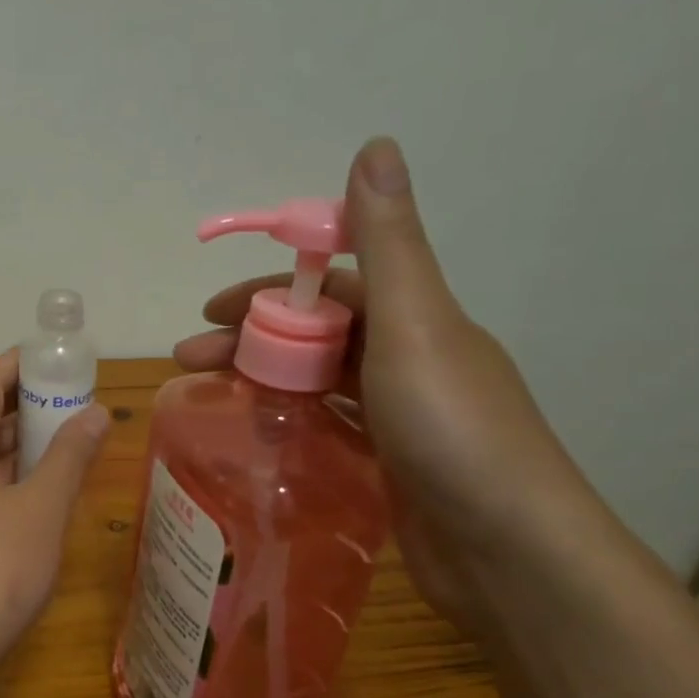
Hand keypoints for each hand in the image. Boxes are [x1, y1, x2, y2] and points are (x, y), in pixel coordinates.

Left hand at [0, 349, 111, 656]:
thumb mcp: (42, 508)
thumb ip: (69, 456)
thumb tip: (96, 410)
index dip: (13, 365)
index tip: (49, 355)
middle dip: (10, 396)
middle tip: (54, 392)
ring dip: (7, 434)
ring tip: (54, 430)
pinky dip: (4, 467)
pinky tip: (35, 481)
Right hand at [175, 138, 598, 631]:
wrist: (508, 552)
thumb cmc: (452, 430)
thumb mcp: (414, 324)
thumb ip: (388, 242)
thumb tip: (374, 144)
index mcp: (417, 319)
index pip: (330, 285)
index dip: (268, 289)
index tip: (211, 309)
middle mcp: (411, 359)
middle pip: (316, 334)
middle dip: (251, 338)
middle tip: (190, 360)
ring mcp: (402, 416)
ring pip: (318, 380)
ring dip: (263, 377)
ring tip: (208, 396)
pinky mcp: (391, 465)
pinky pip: (329, 425)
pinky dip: (291, 419)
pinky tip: (257, 435)